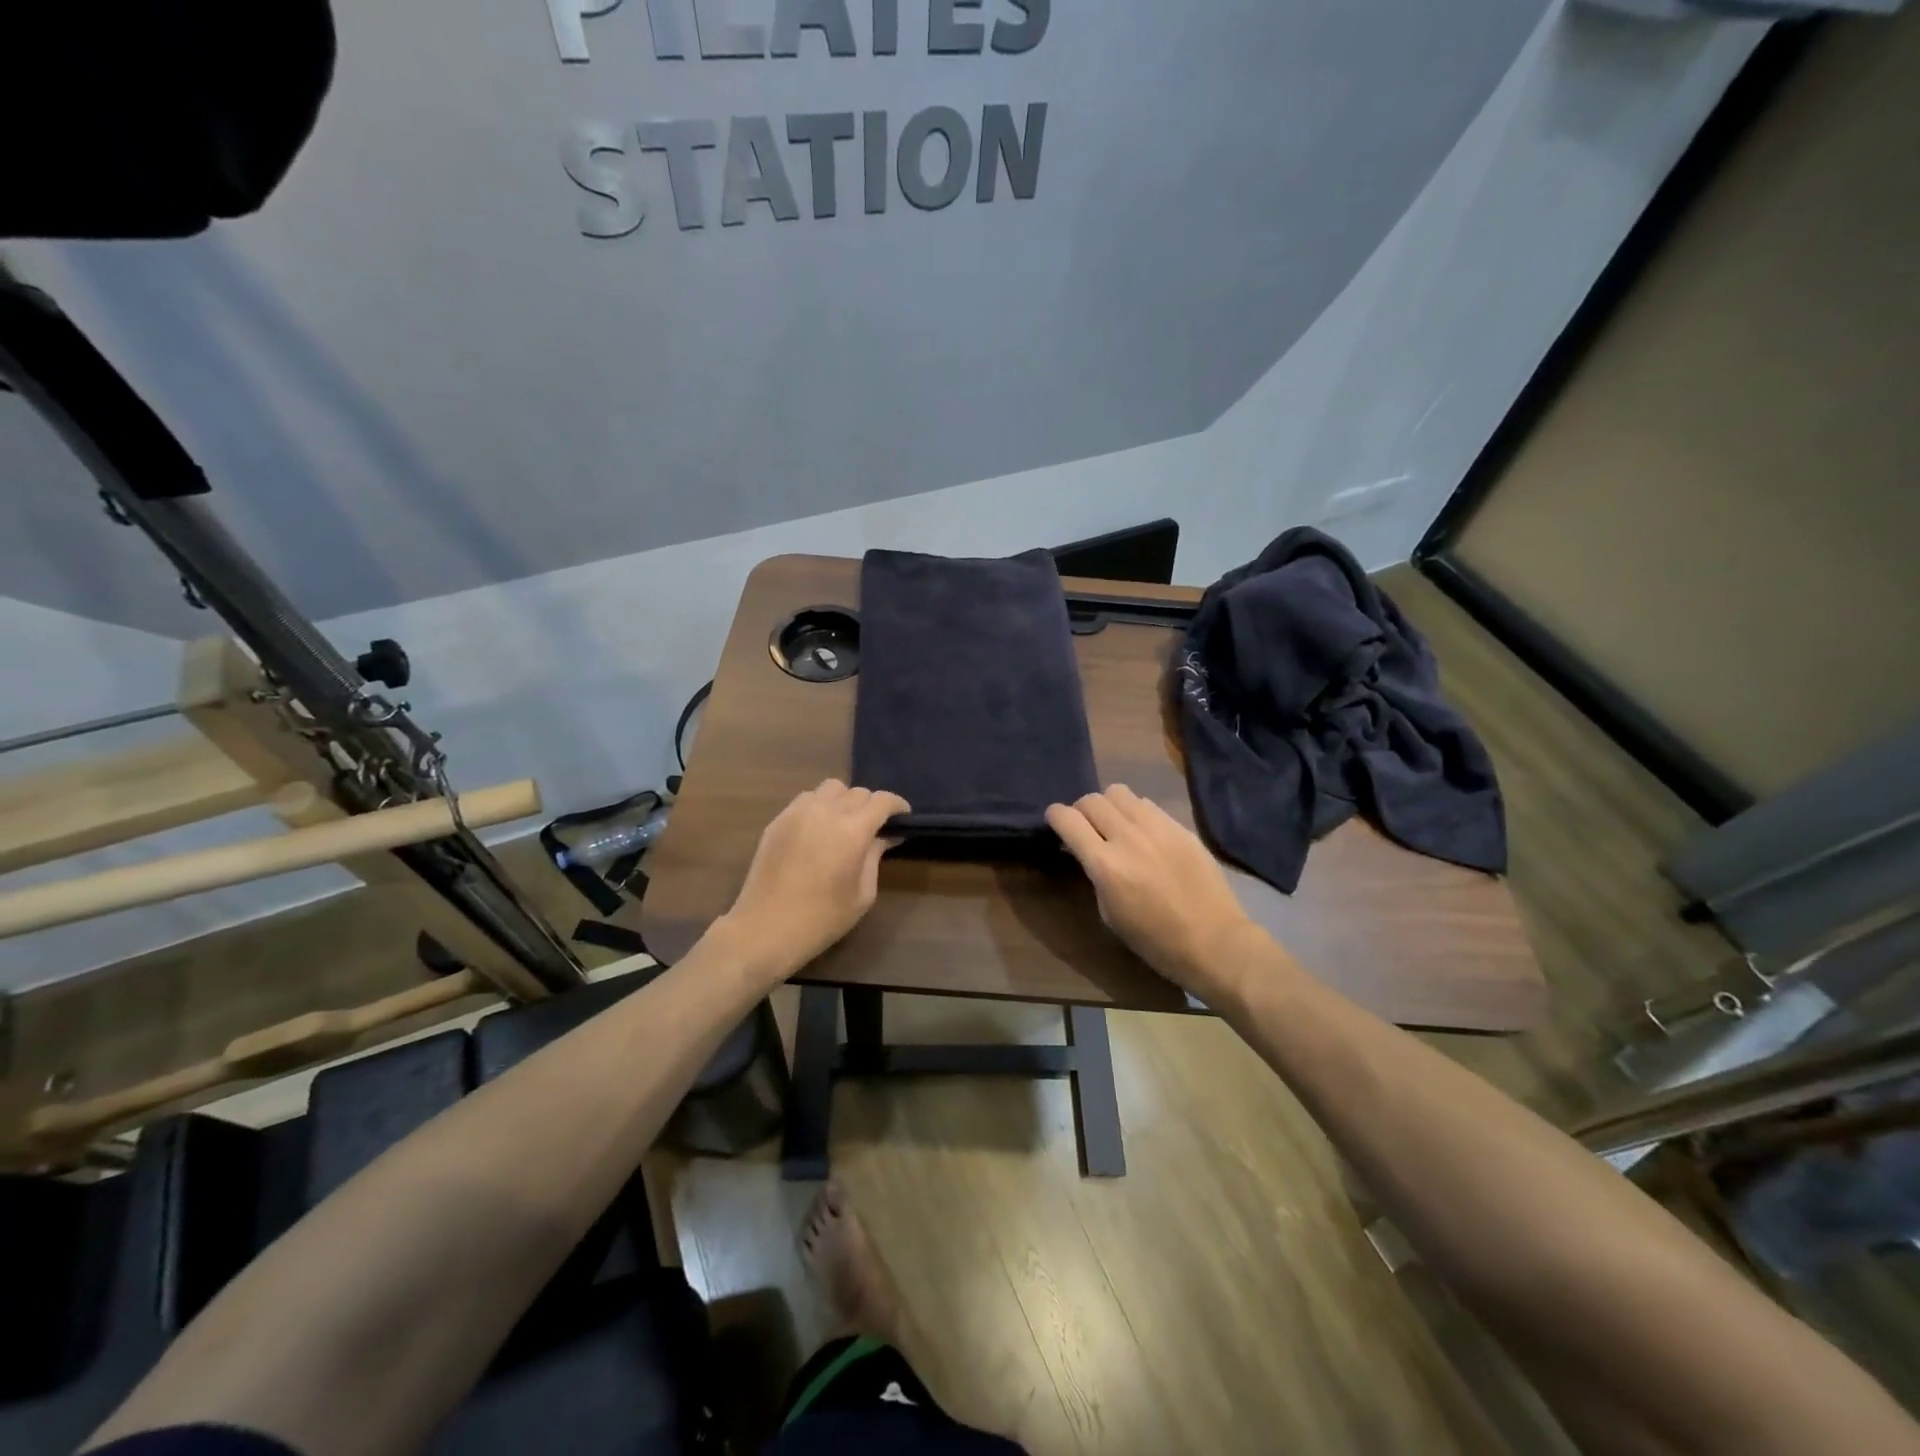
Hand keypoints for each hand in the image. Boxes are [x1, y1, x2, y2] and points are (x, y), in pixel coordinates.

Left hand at [716, 779, 908, 980]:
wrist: (765, 929)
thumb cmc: (821, 919)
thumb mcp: (862, 894)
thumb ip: (875, 857)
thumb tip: (885, 837)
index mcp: (852, 830)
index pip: (882, 800)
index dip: (897, 806)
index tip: (902, 819)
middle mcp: (826, 811)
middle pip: (857, 792)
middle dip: (871, 806)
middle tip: (873, 829)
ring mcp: (798, 812)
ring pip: (830, 788)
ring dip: (844, 800)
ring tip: (843, 824)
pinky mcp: (778, 820)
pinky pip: (806, 799)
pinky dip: (819, 806)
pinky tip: (818, 830)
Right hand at [1046, 785, 1265, 999]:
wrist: (1214, 941)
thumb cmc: (1155, 940)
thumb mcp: (1110, 913)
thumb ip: (1096, 874)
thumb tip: (1089, 852)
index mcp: (1105, 864)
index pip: (1067, 818)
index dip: (1055, 816)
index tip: (1056, 823)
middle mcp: (1128, 837)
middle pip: (1091, 800)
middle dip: (1081, 811)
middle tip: (1086, 828)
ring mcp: (1158, 828)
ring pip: (1119, 792)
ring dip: (1109, 806)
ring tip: (1116, 825)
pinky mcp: (1180, 827)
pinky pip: (1148, 805)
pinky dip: (1136, 812)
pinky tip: (1145, 833)